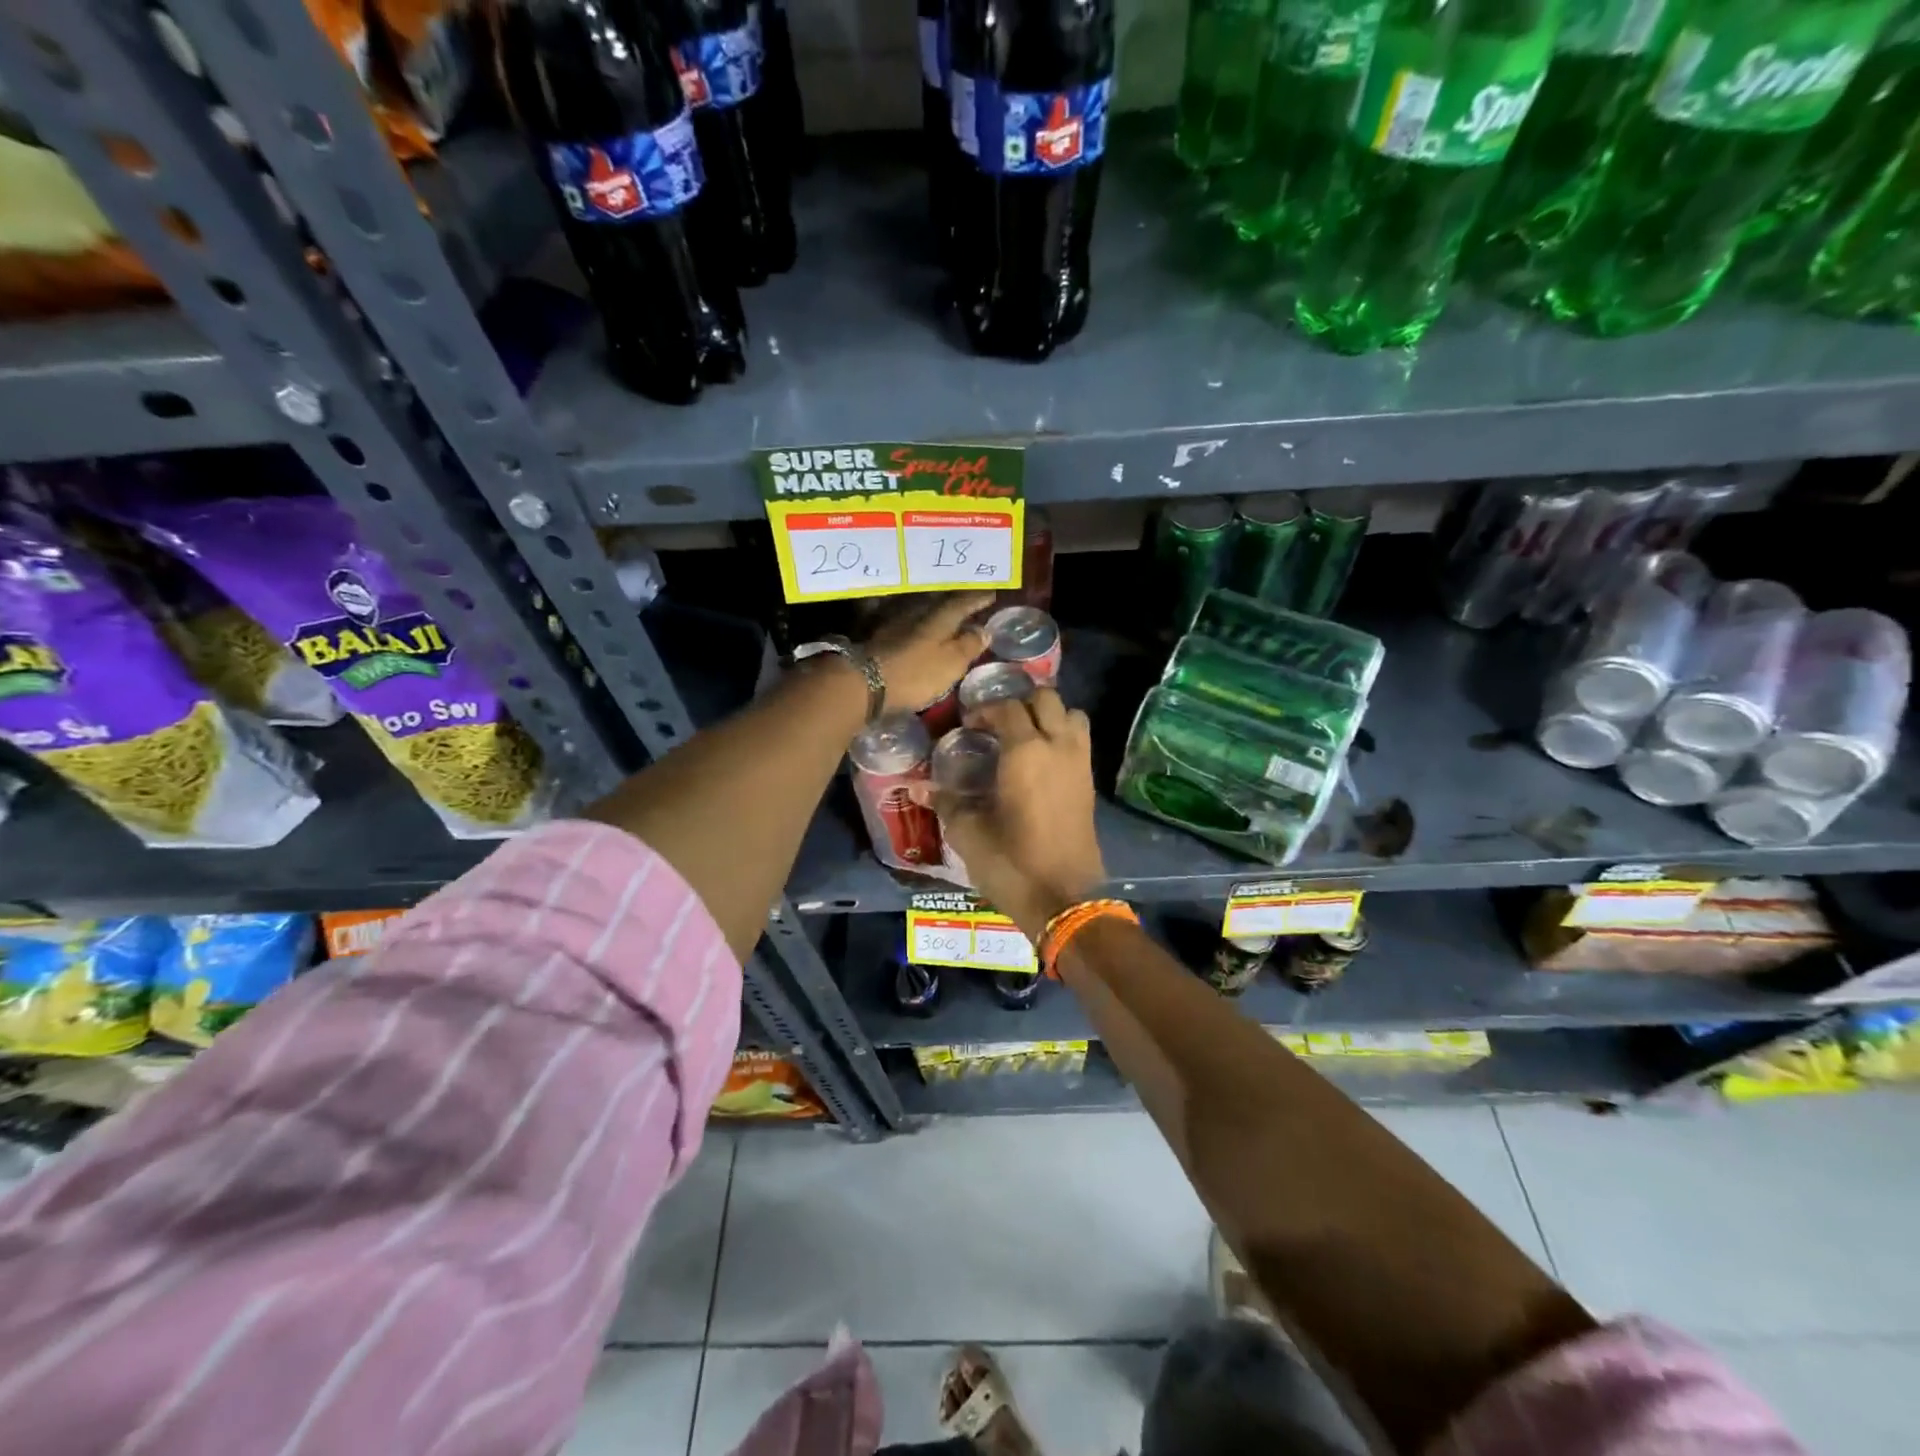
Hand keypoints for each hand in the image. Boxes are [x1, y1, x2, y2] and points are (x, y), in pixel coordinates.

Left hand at [863, 591, 993, 714]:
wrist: (864, 682)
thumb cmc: (916, 673)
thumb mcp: (951, 663)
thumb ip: (969, 645)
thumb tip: (984, 630)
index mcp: (939, 617)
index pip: (963, 602)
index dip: (977, 599)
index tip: (990, 594)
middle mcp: (917, 612)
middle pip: (940, 603)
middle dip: (955, 602)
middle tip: (969, 602)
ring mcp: (895, 623)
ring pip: (921, 611)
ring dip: (934, 612)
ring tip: (947, 617)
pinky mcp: (879, 637)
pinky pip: (905, 623)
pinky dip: (916, 625)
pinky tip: (918, 631)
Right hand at [930, 689, 1106, 938]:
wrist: (1064, 899)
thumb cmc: (1011, 862)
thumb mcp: (969, 832)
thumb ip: (946, 802)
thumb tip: (916, 787)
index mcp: (1026, 751)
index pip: (1007, 708)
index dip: (984, 710)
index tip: (967, 726)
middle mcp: (1058, 746)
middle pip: (1046, 699)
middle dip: (1020, 703)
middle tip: (997, 724)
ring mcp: (1079, 763)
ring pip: (1071, 714)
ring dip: (1049, 716)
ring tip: (1024, 735)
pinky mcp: (1089, 783)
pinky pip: (1079, 741)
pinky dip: (1062, 736)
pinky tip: (1040, 761)